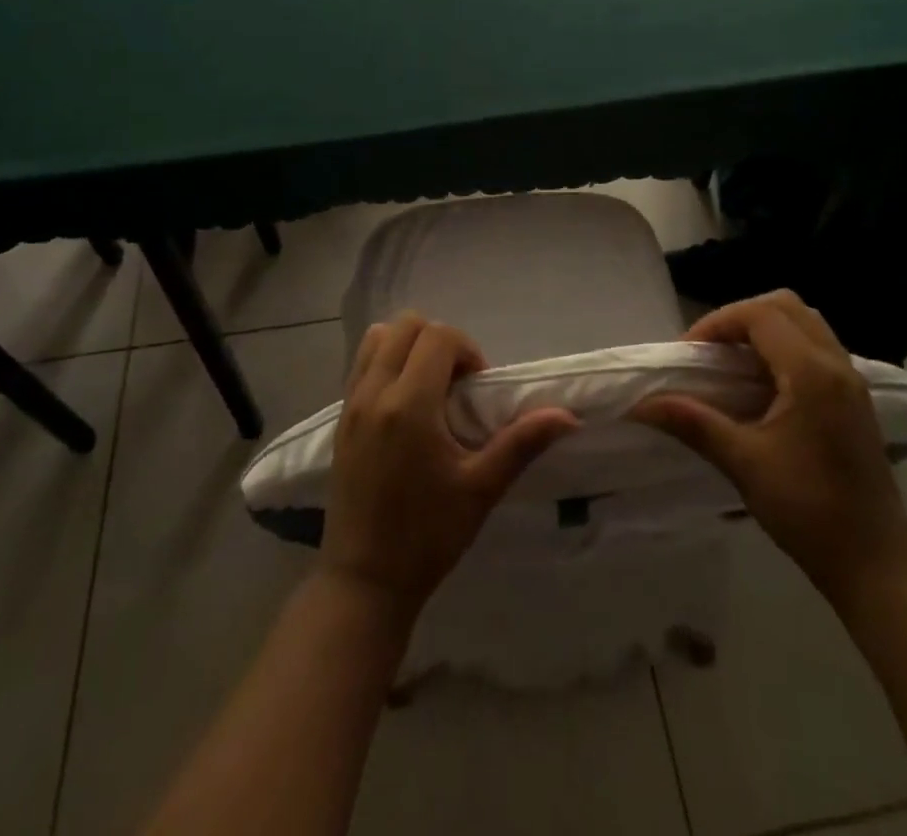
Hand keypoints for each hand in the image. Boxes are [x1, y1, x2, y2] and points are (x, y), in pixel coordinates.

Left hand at [320, 313, 577, 621]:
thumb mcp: (480, 489)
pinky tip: (405, 405)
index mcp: (410, 405)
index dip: (467, 350)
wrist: (364, 581)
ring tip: (429, 387)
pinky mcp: (339, 419)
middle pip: (405, 326)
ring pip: (377, 339)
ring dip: (408, 347)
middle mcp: (375, 393)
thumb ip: (522, 443)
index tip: (477, 388)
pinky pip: (361, 365)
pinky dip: (386, 363)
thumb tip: (567, 415)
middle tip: (457, 384)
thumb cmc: (427, 536)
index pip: (438, 337)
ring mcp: (351, 404)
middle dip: (439, 341)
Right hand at [630, 290, 906, 605]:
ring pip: (803, 322)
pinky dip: (783, 346)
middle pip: (785, 306)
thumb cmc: (809, 510)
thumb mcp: (744, 463)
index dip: (717, 323)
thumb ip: (693, 423)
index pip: (760, 315)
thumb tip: (641, 404)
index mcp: (812, 373)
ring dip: (763, 328)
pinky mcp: (854, 398)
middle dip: (740, 317)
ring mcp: (851, 380)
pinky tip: (760, 382)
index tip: (687, 354)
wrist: (876, 564)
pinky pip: (815, 346)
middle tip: (708, 349)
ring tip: (730, 360)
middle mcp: (836, 364)